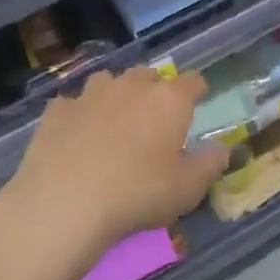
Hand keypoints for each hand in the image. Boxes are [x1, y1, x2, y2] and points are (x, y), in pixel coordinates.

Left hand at [0, 69, 228, 259]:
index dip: (198, 89)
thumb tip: (222, 149)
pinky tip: (78, 134)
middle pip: (148, 75)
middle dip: (155, 89)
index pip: (192, 81)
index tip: (200, 98)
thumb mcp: (188, 188)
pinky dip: (80, 113)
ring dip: (117, 94)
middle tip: (156, 115)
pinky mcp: (57, 111)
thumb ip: (210, 164)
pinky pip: (74, 103)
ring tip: (116, 119)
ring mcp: (89, 95)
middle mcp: (130, 87)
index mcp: (168, 101)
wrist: (65, 204)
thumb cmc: (138, 194)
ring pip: (109, 81)